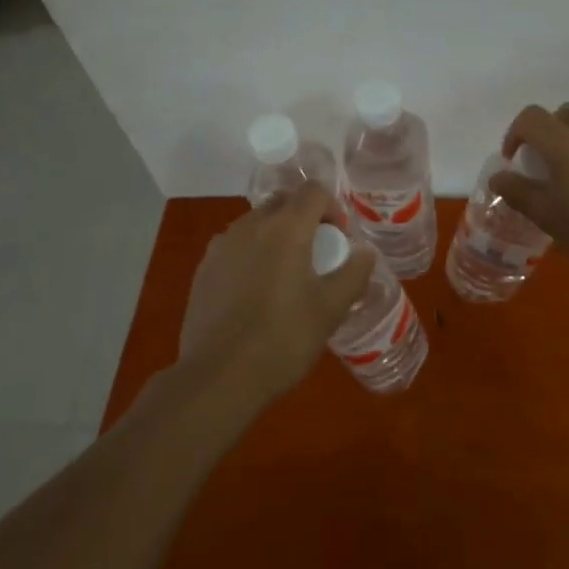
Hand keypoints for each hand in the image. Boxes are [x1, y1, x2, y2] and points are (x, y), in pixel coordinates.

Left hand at [178, 182, 372, 405]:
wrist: (217, 377)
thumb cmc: (282, 340)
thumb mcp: (331, 310)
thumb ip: (354, 273)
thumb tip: (365, 252)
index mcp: (286, 228)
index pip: (313, 191)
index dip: (332, 207)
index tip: (338, 238)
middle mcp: (251, 225)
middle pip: (283, 201)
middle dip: (303, 217)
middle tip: (315, 254)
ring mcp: (222, 245)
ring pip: (256, 222)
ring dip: (276, 234)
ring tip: (285, 275)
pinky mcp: (204, 268)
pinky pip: (235, 245)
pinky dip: (251, 254)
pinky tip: (255, 292)